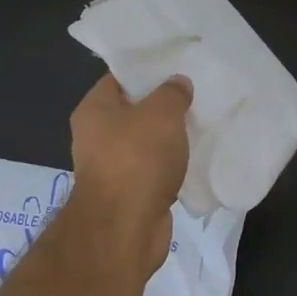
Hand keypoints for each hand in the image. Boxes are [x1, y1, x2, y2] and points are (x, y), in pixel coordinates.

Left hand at [68, 73, 192, 274]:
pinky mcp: (130, 194)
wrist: (125, 228)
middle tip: (196, 95)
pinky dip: (172, 166)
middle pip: (134, 111)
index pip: (120, 78)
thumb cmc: (137, 159)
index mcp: (94, 109)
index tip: (177, 66)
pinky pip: (154, 170)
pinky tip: (196, 159)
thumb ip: (172, 93)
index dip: (148, 70)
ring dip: (170, 139)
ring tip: (202, 124)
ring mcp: (112, 168)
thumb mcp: (161, 113)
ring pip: (146, 143)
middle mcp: (96, 136)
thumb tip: (178, 83)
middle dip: (164, 106)